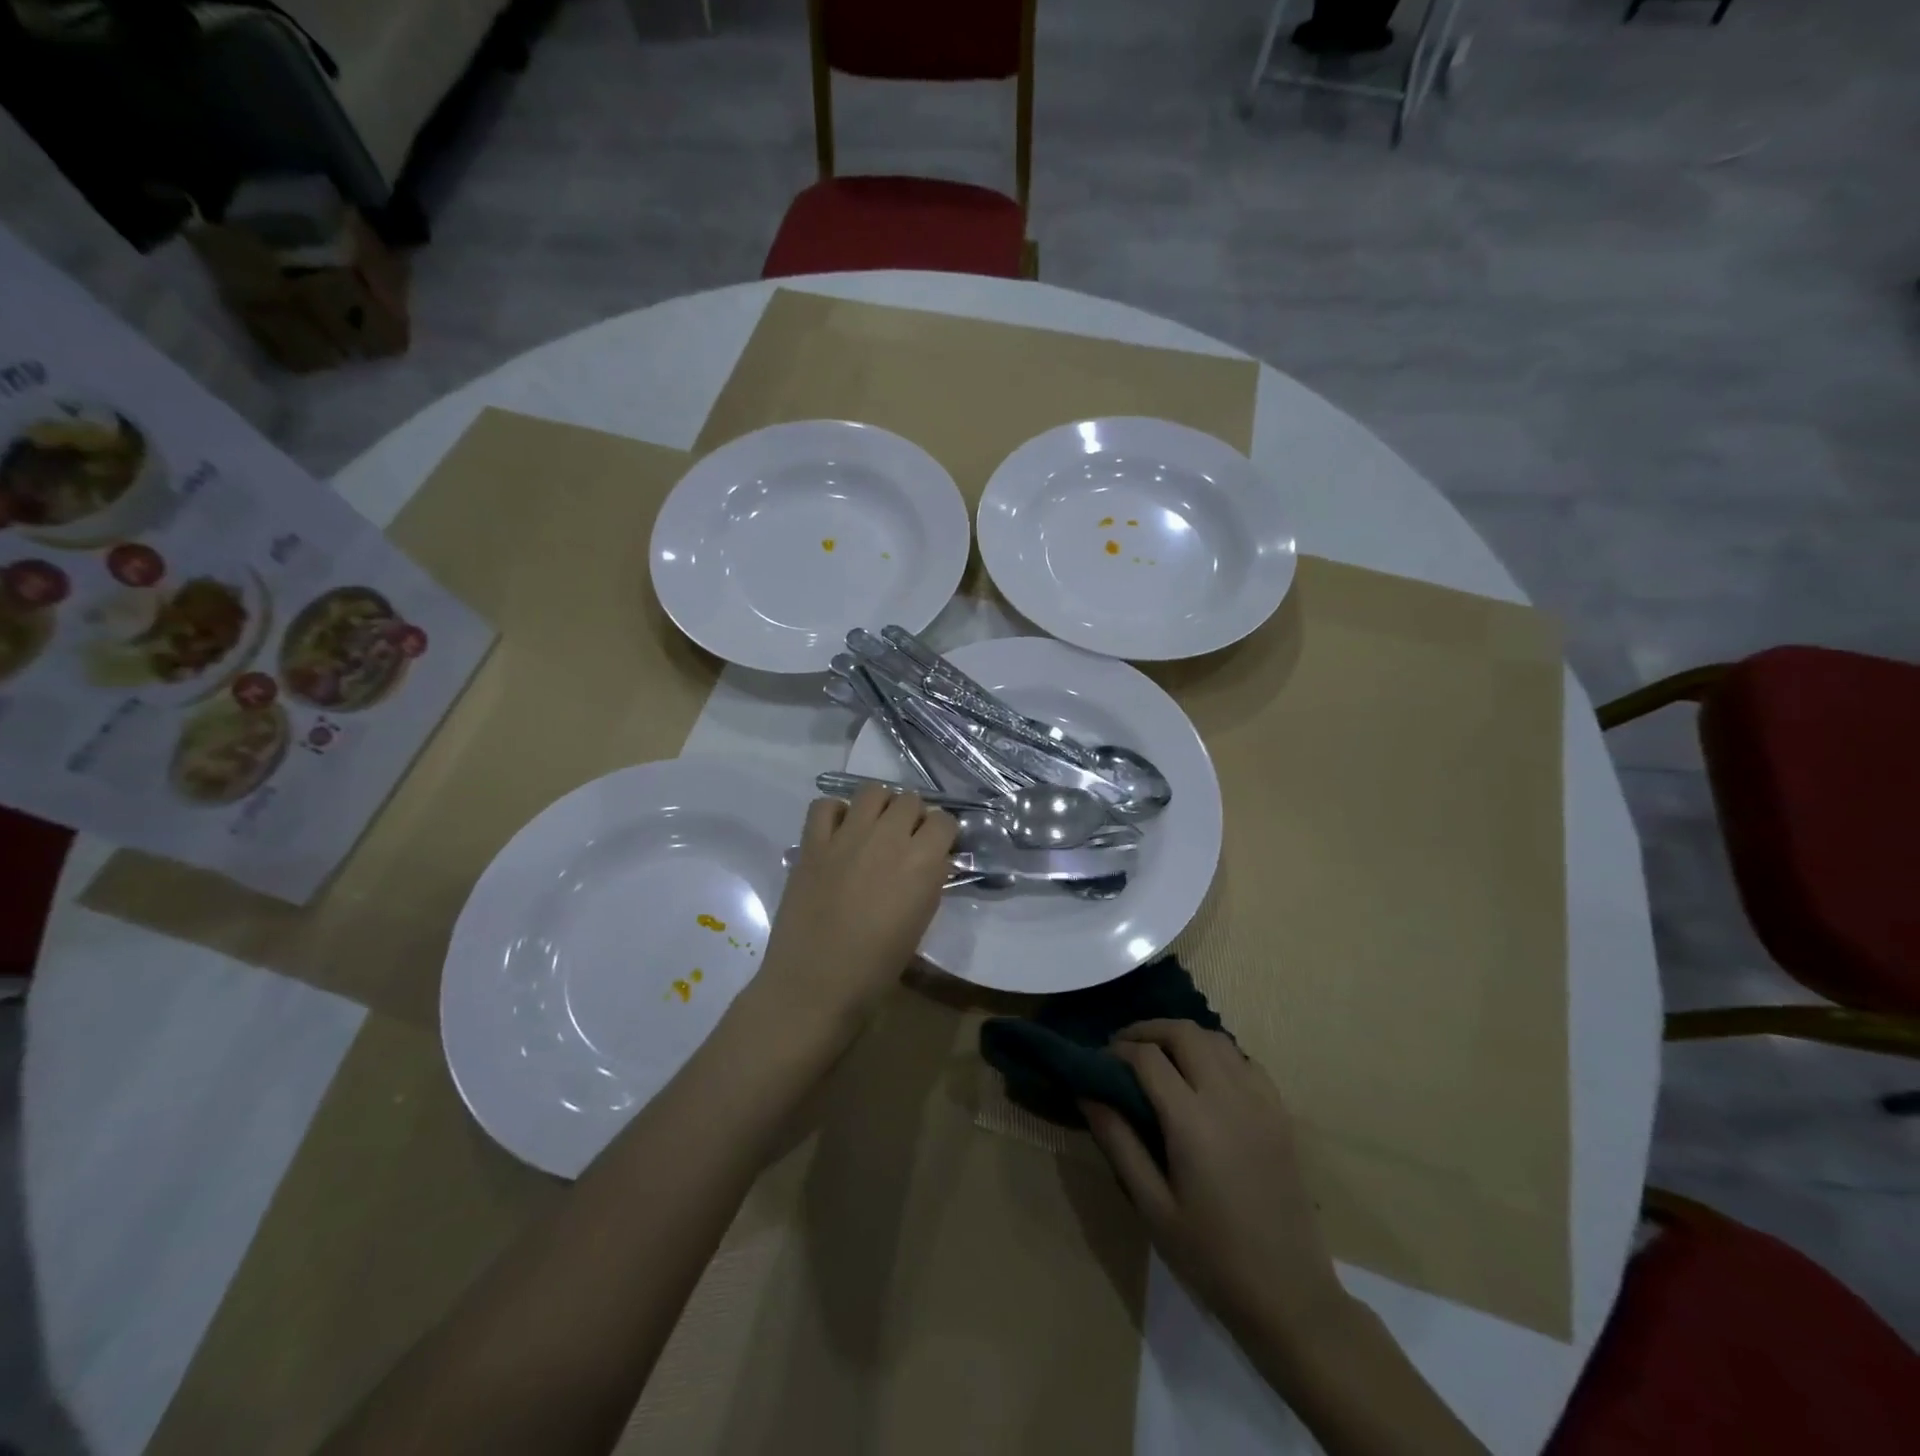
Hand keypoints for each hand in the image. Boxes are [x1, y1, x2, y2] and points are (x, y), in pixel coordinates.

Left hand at [751, 786, 956, 1032]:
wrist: (815, 985)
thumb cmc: (876, 967)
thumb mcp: (921, 922)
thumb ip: (929, 881)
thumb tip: (932, 860)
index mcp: (921, 862)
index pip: (945, 821)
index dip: (942, 833)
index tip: (937, 848)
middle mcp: (887, 838)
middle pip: (911, 800)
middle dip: (913, 816)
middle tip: (905, 840)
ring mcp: (846, 836)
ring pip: (872, 791)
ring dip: (880, 806)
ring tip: (875, 829)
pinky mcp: (812, 843)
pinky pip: (825, 806)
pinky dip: (835, 812)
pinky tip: (839, 833)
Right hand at [1081, 1021, 1348, 1350]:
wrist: (1289, 1296)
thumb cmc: (1211, 1257)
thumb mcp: (1152, 1206)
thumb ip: (1118, 1141)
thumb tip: (1087, 1092)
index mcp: (1192, 1121)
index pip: (1148, 1058)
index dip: (1117, 1050)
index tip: (1099, 1061)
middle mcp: (1228, 1097)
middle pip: (1184, 1033)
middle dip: (1147, 1030)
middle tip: (1123, 1047)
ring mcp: (1260, 1102)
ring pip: (1216, 1039)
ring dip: (1182, 1036)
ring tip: (1159, 1056)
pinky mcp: (1280, 1113)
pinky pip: (1245, 1060)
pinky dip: (1217, 1053)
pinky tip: (1203, 1076)